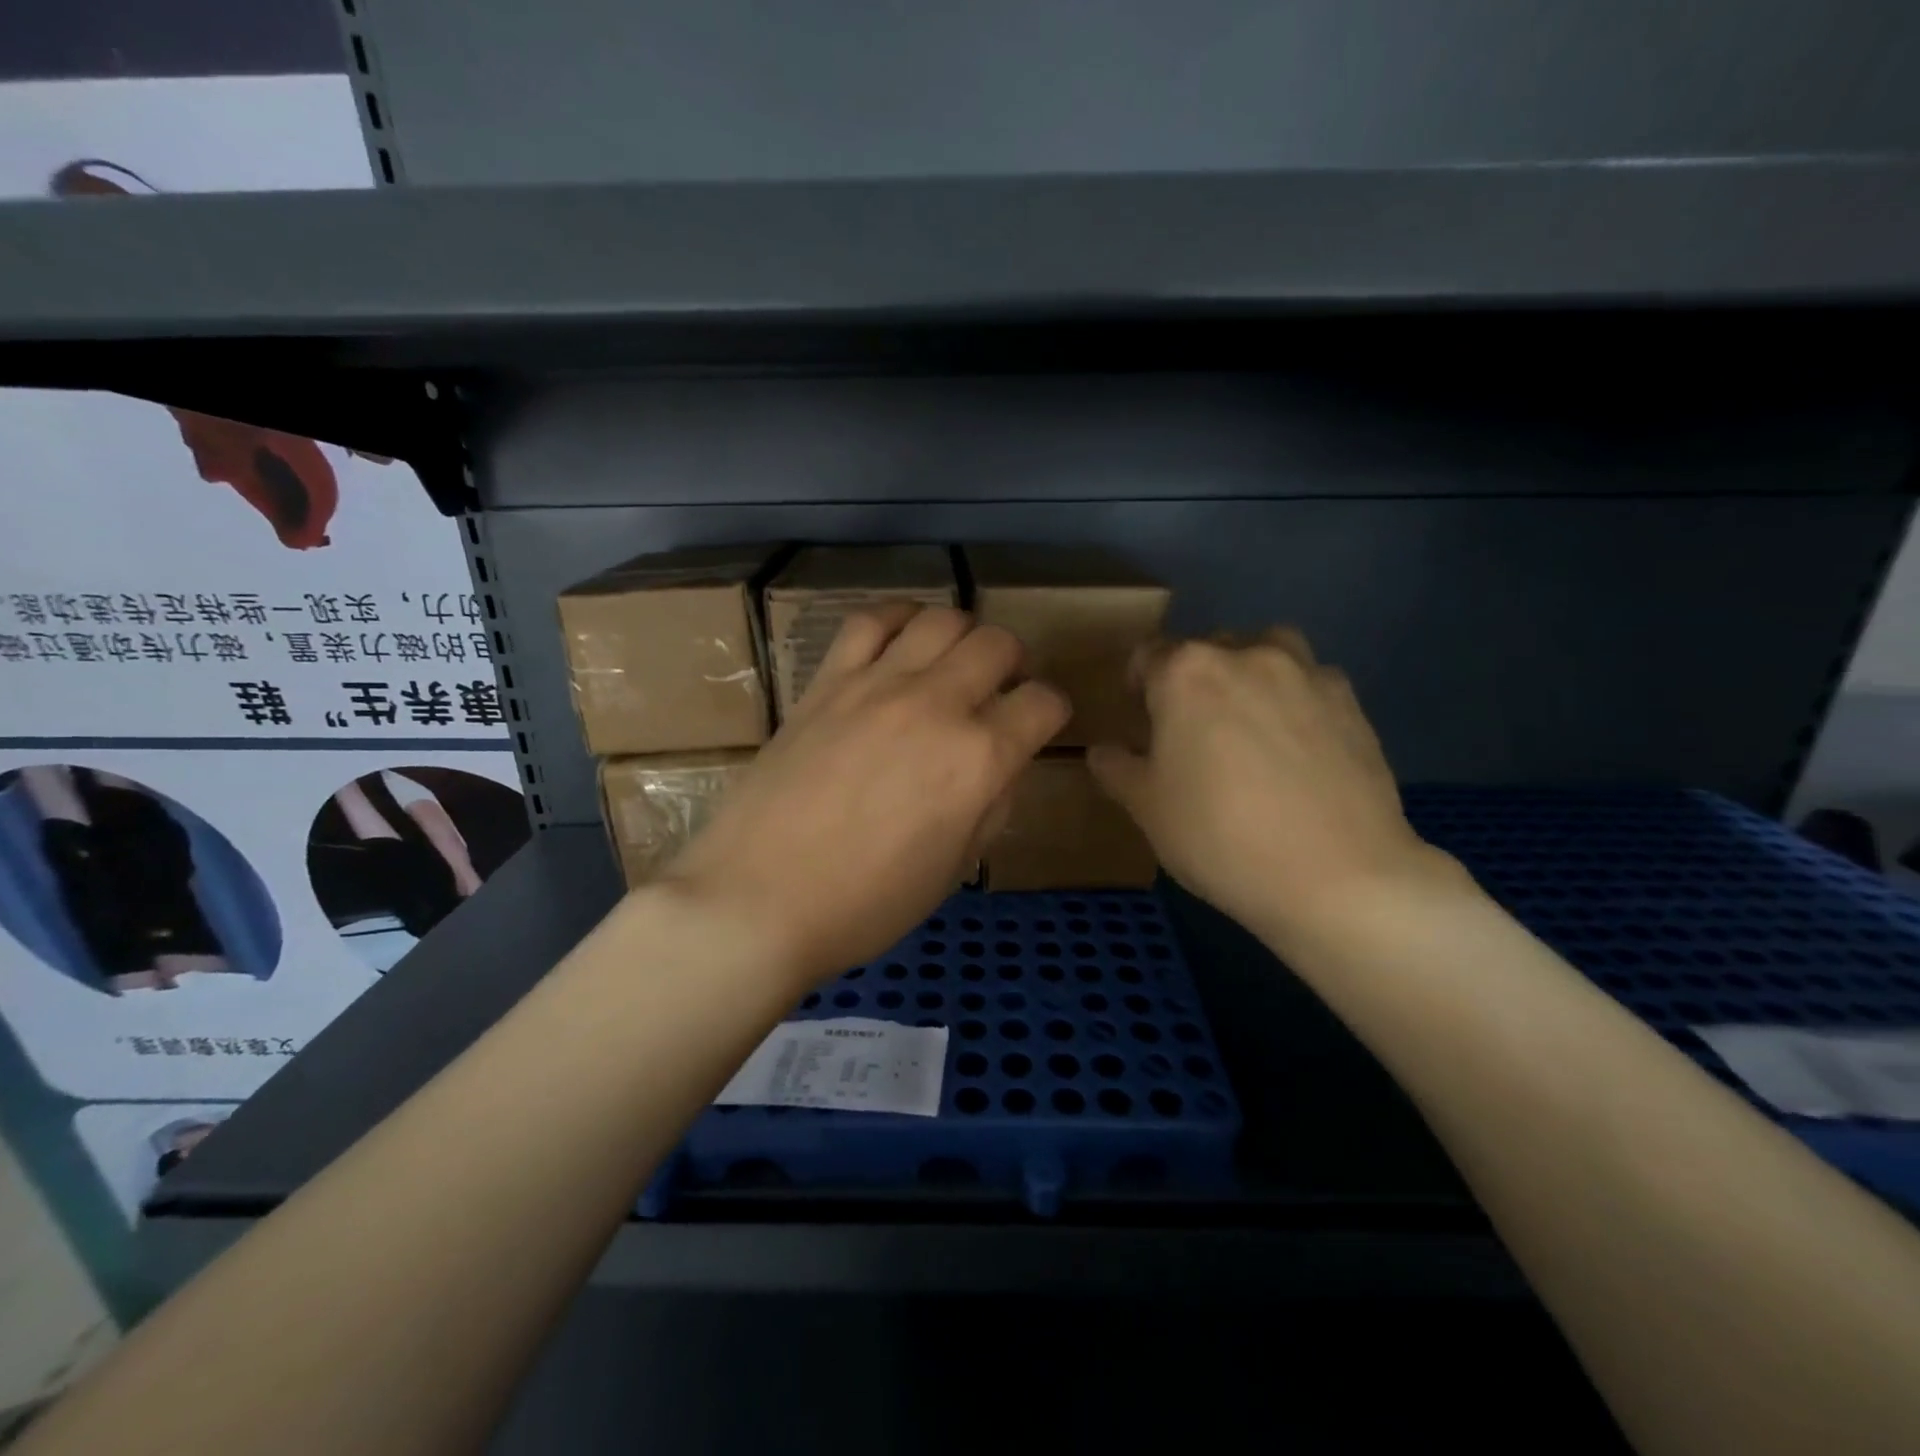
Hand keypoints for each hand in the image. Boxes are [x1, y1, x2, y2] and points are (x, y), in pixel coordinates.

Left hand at [663, 605, 1068, 987]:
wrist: (757, 900)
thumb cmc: (865, 904)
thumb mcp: (953, 869)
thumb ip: (992, 807)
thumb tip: (1001, 766)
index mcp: (978, 759)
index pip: (1042, 704)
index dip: (1050, 712)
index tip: (1037, 725)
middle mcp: (936, 705)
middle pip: (997, 644)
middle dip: (1013, 663)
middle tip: (1000, 688)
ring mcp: (876, 685)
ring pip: (940, 619)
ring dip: (962, 635)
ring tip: (952, 661)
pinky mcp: (826, 681)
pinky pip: (869, 621)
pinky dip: (897, 620)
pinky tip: (901, 642)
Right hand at [1088, 629, 1455, 948]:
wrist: (1337, 877)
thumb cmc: (1219, 837)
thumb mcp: (1146, 809)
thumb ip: (1117, 769)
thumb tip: (1103, 751)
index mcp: (1186, 673)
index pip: (1148, 655)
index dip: (1138, 684)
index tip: (1141, 718)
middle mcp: (1246, 656)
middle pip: (1207, 649)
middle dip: (1193, 680)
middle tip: (1193, 731)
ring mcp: (1306, 674)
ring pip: (1267, 651)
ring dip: (1250, 673)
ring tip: (1250, 724)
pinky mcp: (1352, 702)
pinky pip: (1311, 684)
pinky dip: (1296, 700)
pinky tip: (1299, 747)